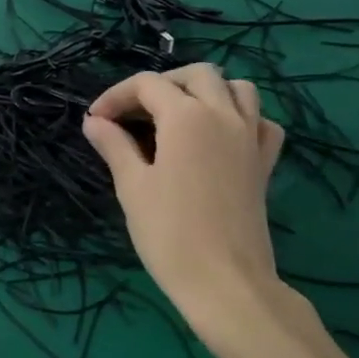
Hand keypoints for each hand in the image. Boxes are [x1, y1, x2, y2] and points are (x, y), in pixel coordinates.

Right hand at [82, 64, 299, 357]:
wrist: (225, 283)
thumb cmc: (170, 234)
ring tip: (178, 115)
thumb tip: (93, 121)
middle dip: (161, 84)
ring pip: (236, 88)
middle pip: (196, 75)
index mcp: (187, 117)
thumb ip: (114, 145)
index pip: (147, 85)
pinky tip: (220, 136)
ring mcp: (250, 137)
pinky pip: (261, 121)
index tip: (95, 121)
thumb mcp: (133, 186)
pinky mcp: (265, 162)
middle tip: (134, 113)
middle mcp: (224, 115)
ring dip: (205, 91)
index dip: (116, 96)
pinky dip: (241, 116)